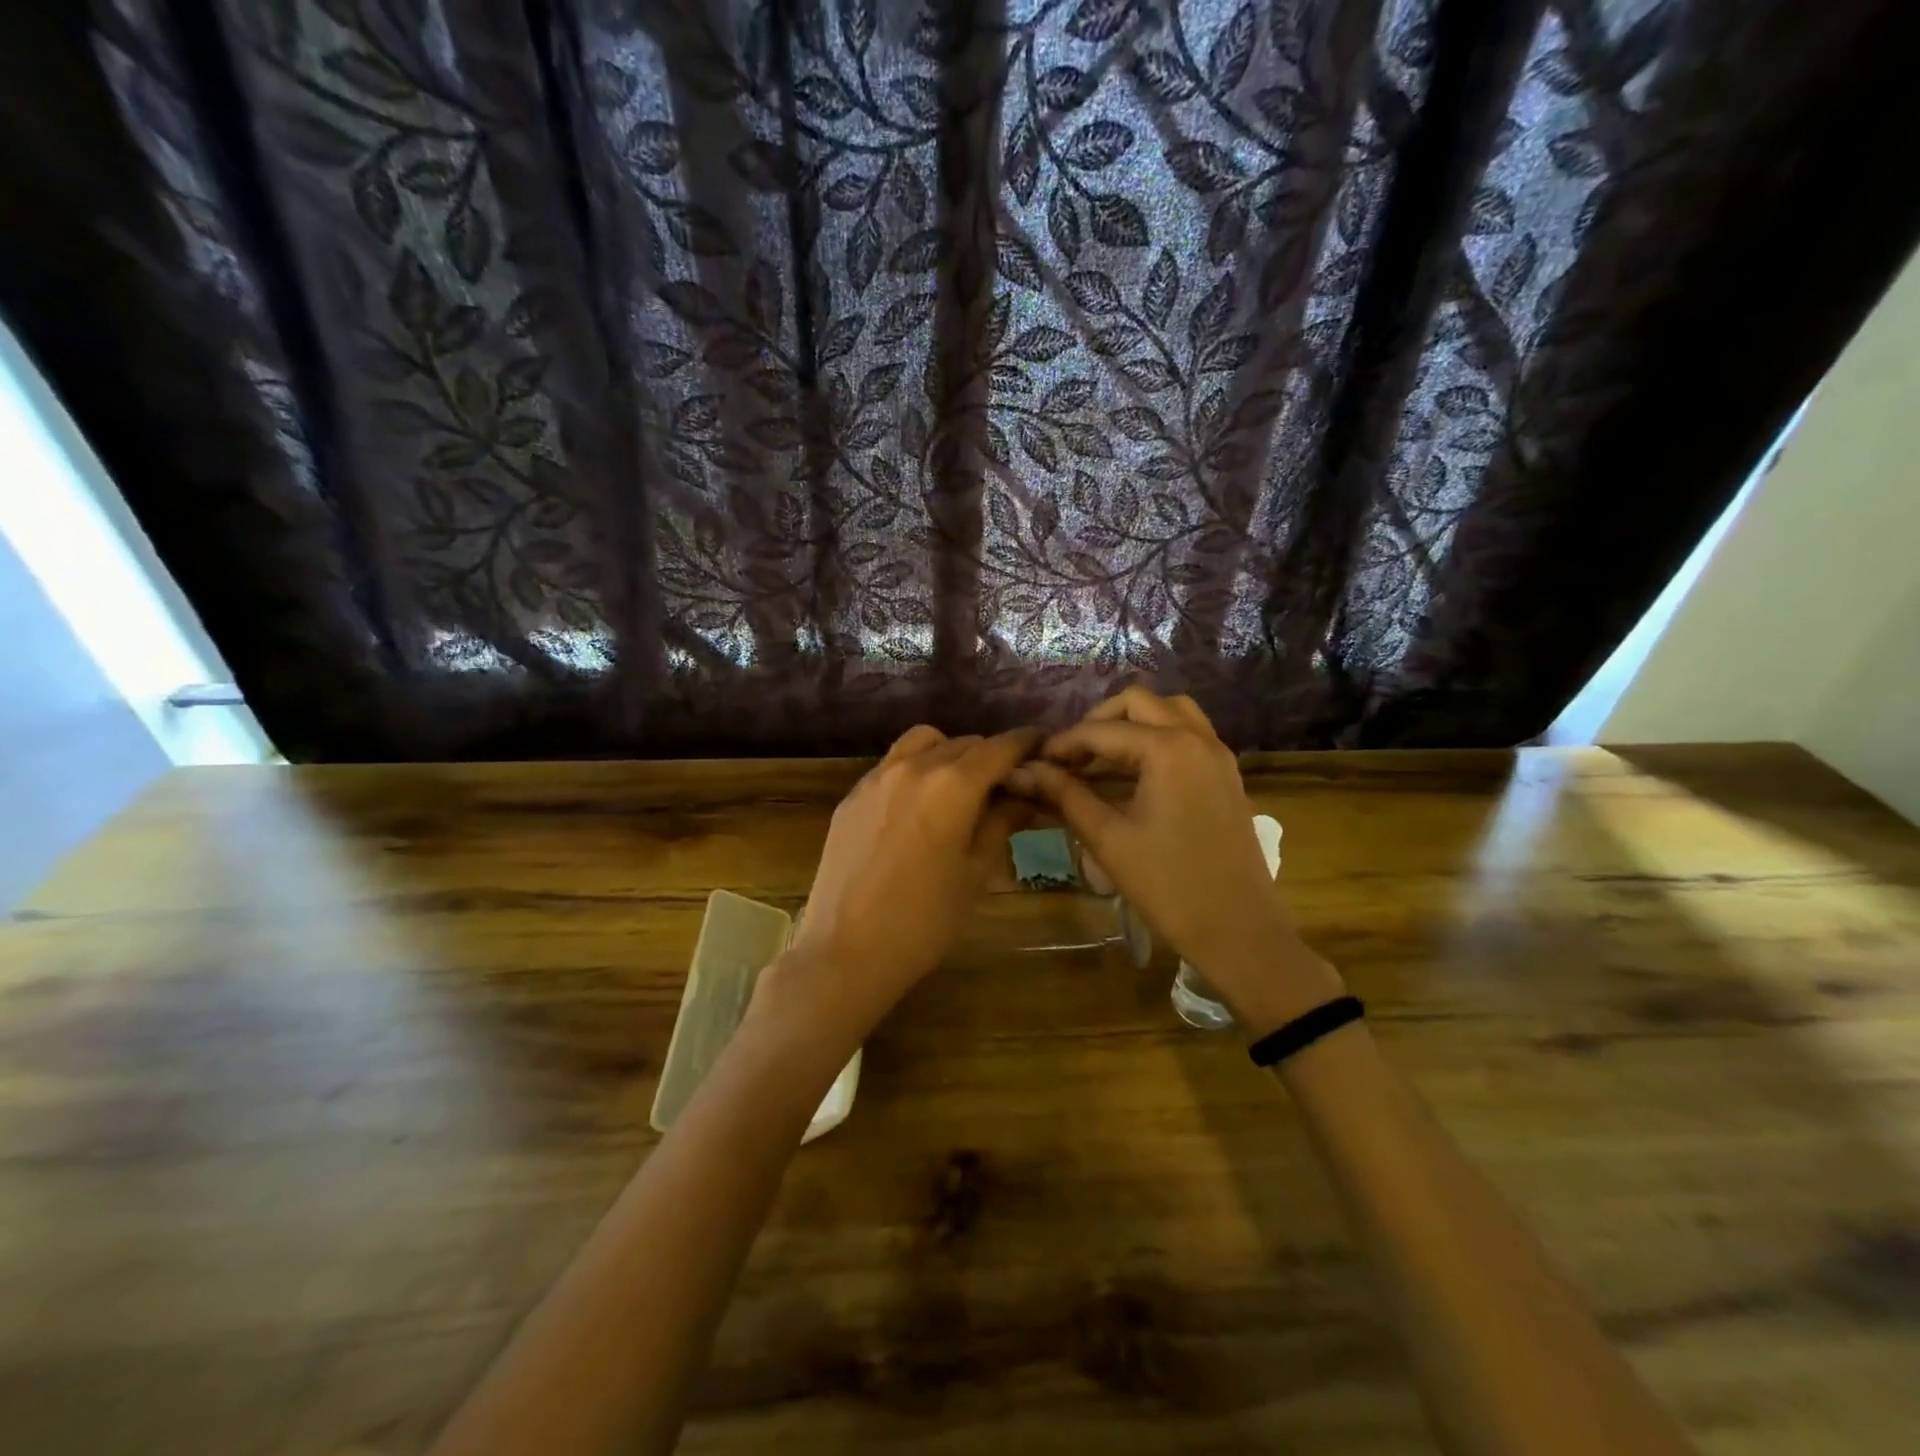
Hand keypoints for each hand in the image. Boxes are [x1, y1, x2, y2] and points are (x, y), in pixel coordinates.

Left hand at [753, 725, 1039, 1045]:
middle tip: (1006, 784)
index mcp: (953, 784)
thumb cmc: (925, 920)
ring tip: (960, 786)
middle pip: (964, 743)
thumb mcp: (976, 873)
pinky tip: (919, 804)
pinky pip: (892, 763)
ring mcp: (877, 777)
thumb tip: (1025, 796)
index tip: (1042, 746)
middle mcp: (914, 766)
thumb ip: (1001, 823)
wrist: (845, 950)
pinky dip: (916, 767)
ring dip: (950, 753)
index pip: (1000, 748)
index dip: (1026, 743)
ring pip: (924, 743)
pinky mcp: (852, 795)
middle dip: (990, 756)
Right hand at [1008, 687, 1342, 1035]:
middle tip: (1069, 756)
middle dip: (1098, 722)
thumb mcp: (1108, 838)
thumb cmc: (1168, 886)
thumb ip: (1064, 795)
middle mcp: (1198, 739)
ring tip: (1101, 757)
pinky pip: (1189, 734)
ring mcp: (1218, 755)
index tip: (1034, 763)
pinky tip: (1134, 772)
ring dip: (1133, 722)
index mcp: (1168, 749)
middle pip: (1139, 703)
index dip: (1062, 744)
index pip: (1101, 731)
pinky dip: (1158, 737)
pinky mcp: (1227, 775)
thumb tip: (1022, 772)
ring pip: (1170, 711)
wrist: (1240, 931)